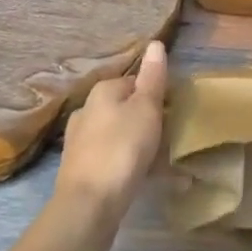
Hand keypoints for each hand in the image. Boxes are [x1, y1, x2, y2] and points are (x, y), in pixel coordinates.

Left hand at [53, 40, 166, 227]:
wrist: (87, 207)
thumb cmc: (122, 149)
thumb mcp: (146, 108)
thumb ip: (152, 77)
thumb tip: (155, 43)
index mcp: (102, 91)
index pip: (134, 82)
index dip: (155, 95)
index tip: (171, 113)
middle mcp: (86, 111)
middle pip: (124, 109)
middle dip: (145, 121)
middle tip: (168, 139)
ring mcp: (79, 142)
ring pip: (117, 135)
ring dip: (137, 145)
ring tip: (160, 164)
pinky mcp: (80, 171)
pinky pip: (111, 160)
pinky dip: (127, 166)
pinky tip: (142, 182)